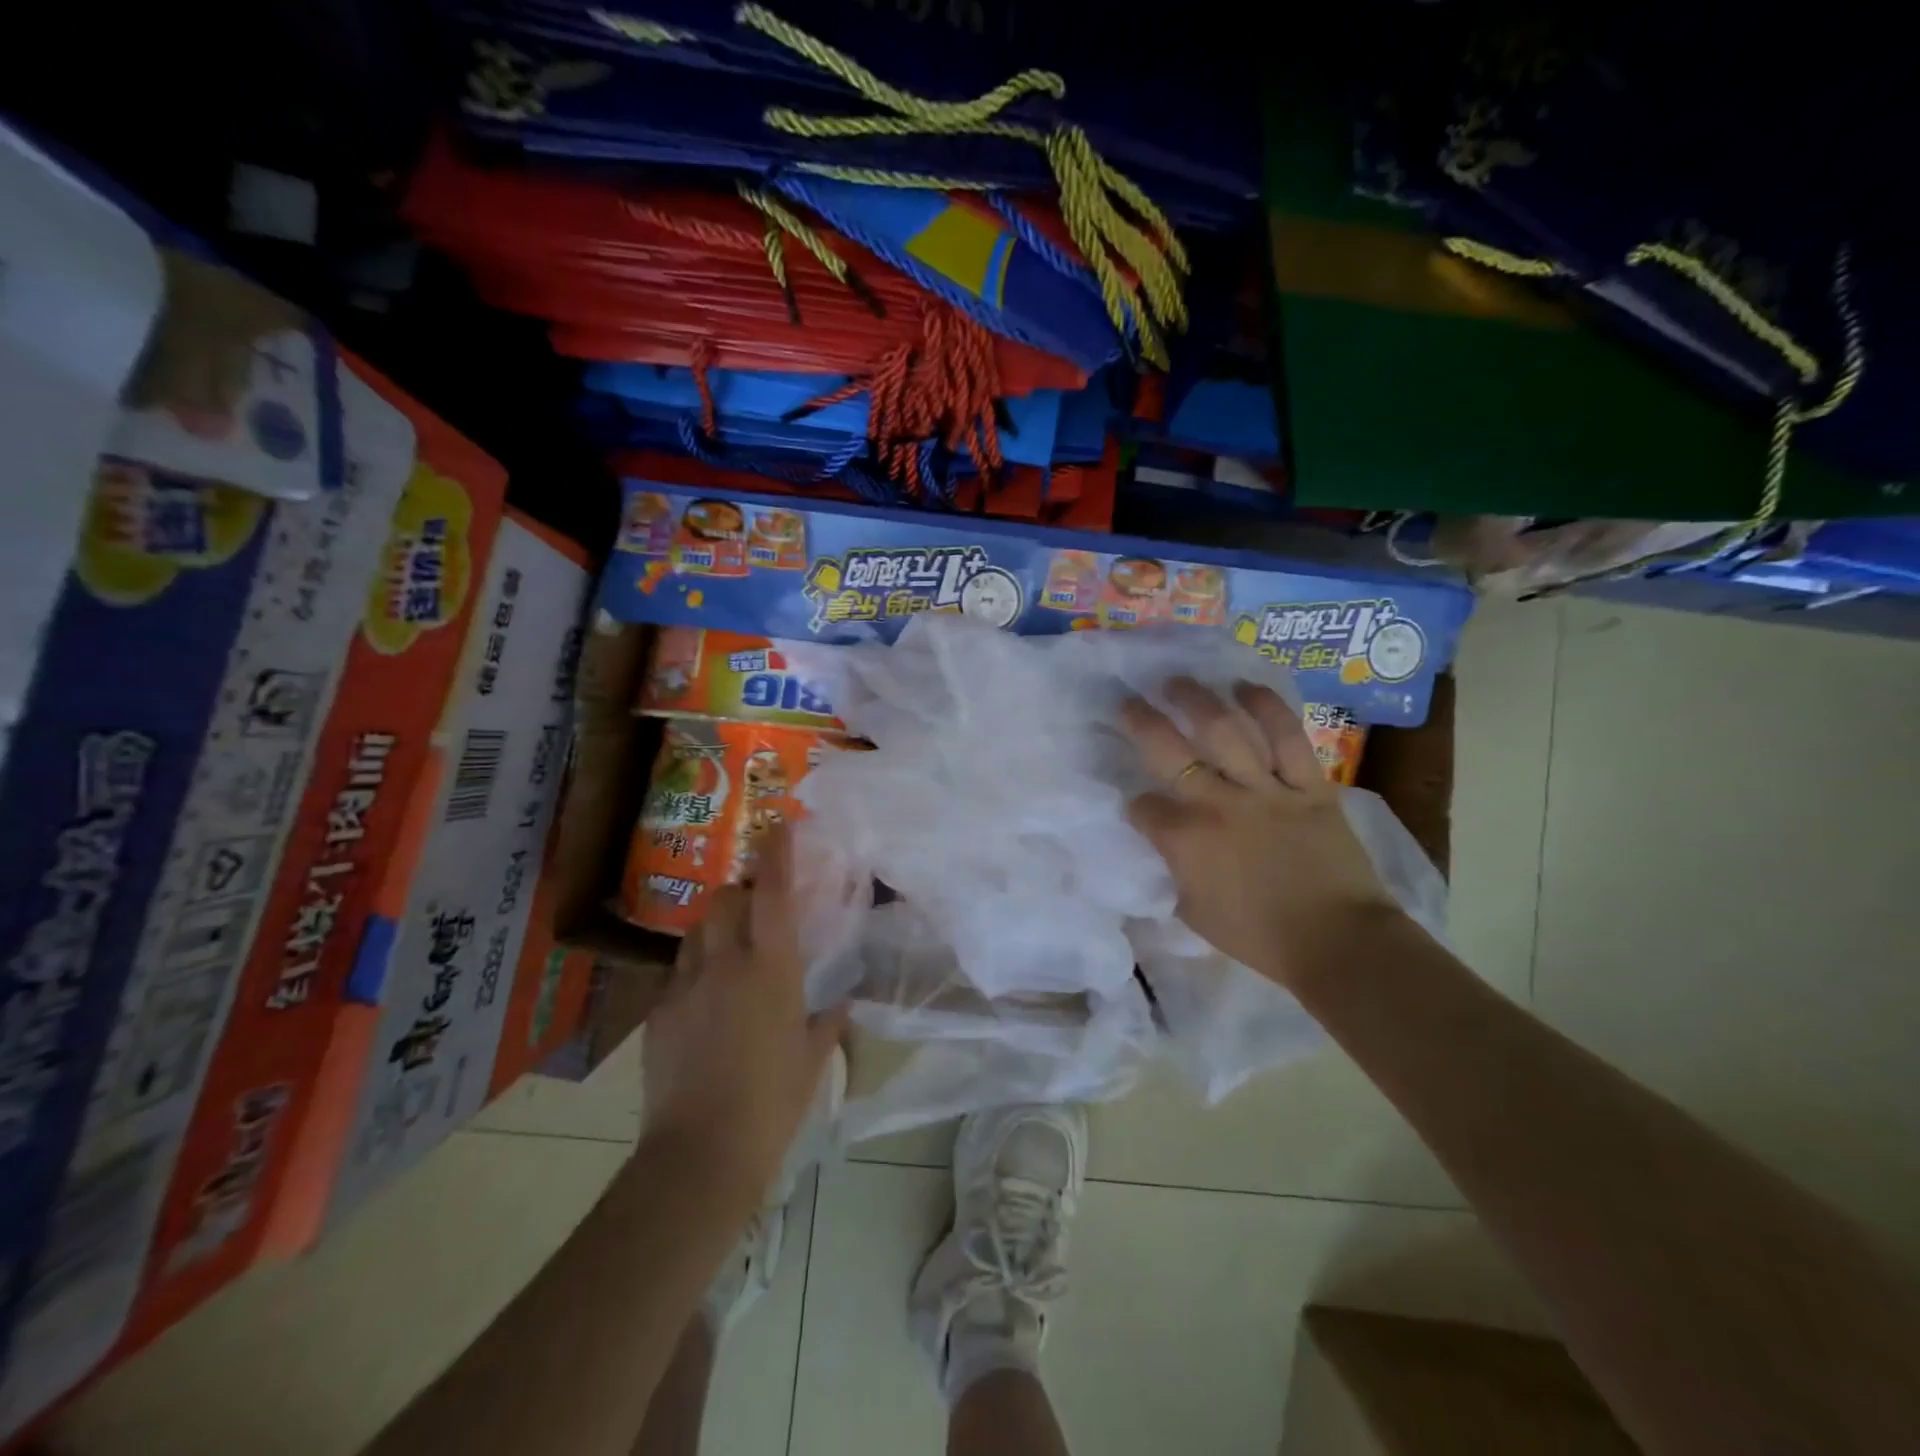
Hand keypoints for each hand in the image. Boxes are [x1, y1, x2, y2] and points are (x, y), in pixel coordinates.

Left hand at [640, 826, 848, 1206]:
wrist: (700, 1155)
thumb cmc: (772, 1103)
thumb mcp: (812, 1060)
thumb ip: (828, 1023)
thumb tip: (842, 1003)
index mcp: (771, 970)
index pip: (772, 895)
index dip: (776, 856)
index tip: (778, 827)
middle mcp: (724, 965)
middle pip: (722, 901)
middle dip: (738, 893)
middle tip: (754, 908)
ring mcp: (684, 988)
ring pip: (694, 934)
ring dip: (714, 930)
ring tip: (728, 953)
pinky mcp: (658, 1015)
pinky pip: (677, 976)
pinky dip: (694, 974)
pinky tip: (705, 1005)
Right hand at [1120, 678, 1400, 988]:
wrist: (1337, 942)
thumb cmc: (1259, 937)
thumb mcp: (1193, 913)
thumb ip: (1171, 874)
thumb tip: (1160, 851)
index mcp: (1185, 840)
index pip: (1143, 808)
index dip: (1136, 806)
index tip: (1140, 808)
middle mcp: (1217, 804)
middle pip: (1168, 750)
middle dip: (1141, 722)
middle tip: (1127, 701)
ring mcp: (1264, 790)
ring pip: (1224, 732)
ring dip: (1196, 701)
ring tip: (1177, 682)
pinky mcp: (1308, 786)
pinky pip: (1287, 738)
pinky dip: (1267, 708)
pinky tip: (1245, 687)